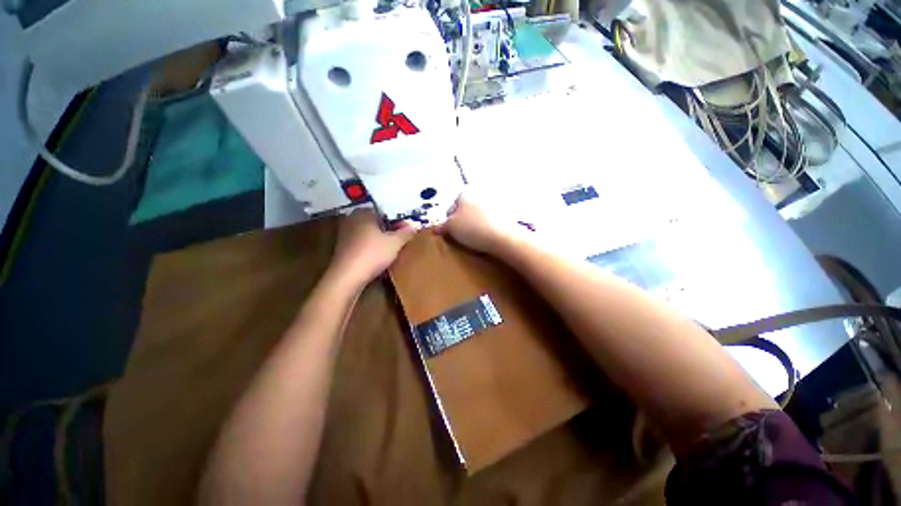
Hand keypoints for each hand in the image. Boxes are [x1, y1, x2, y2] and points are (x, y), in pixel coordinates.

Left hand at [329, 209, 417, 286]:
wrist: (348, 277)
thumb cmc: (373, 254)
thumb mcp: (395, 243)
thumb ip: (406, 232)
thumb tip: (415, 225)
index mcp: (364, 212)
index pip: (385, 211)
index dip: (398, 220)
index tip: (408, 229)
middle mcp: (352, 219)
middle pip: (377, 222)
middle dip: (390, 229)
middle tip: (403, 238)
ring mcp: (346, 234)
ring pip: (370, 233)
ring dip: (382, 239)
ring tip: (394, 248)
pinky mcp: (343, 248)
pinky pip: (363, 243)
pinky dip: (372, 247)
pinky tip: (381, 257)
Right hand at [438, 193, 524, 254]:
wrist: (503, 237)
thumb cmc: (472, 229)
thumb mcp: (450, 228)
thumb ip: (441, 226)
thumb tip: (436, 228)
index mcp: (464, 193)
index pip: (450, 209)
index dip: (448, 223)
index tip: (451, 235)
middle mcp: (479, 194)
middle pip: (464, 212)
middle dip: (462, 223)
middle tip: (462, 238)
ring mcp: (494, 203)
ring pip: (477, 217)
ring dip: (474, 226)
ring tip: (475, 240)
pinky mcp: (505, 214)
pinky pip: (489, 222)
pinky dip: (486, 228)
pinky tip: (487, 238)